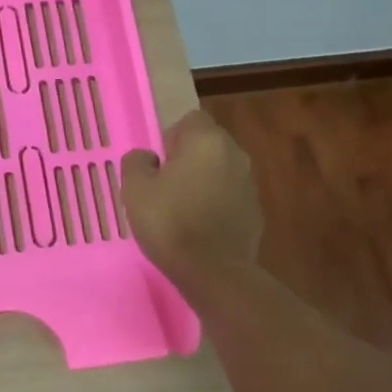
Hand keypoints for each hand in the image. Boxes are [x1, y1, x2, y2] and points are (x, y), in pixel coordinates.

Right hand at [121, 110, 262, 286]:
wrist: (214, 271)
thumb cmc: (170, 223)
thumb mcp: (135, 189)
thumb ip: (137, 162)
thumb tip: (148, 158)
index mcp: (207, 140)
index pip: (190, 120)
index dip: (170, 139)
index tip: (158, 166)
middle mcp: (235, 154)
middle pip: (207, 144)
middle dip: (187, 159)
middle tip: (165, 188)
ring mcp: (249, 183)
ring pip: (220, 171)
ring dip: (203, 182)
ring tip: (181, 210)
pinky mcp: (256, 211)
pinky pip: (229, 196)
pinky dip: (216, 204)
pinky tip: (200, 228)